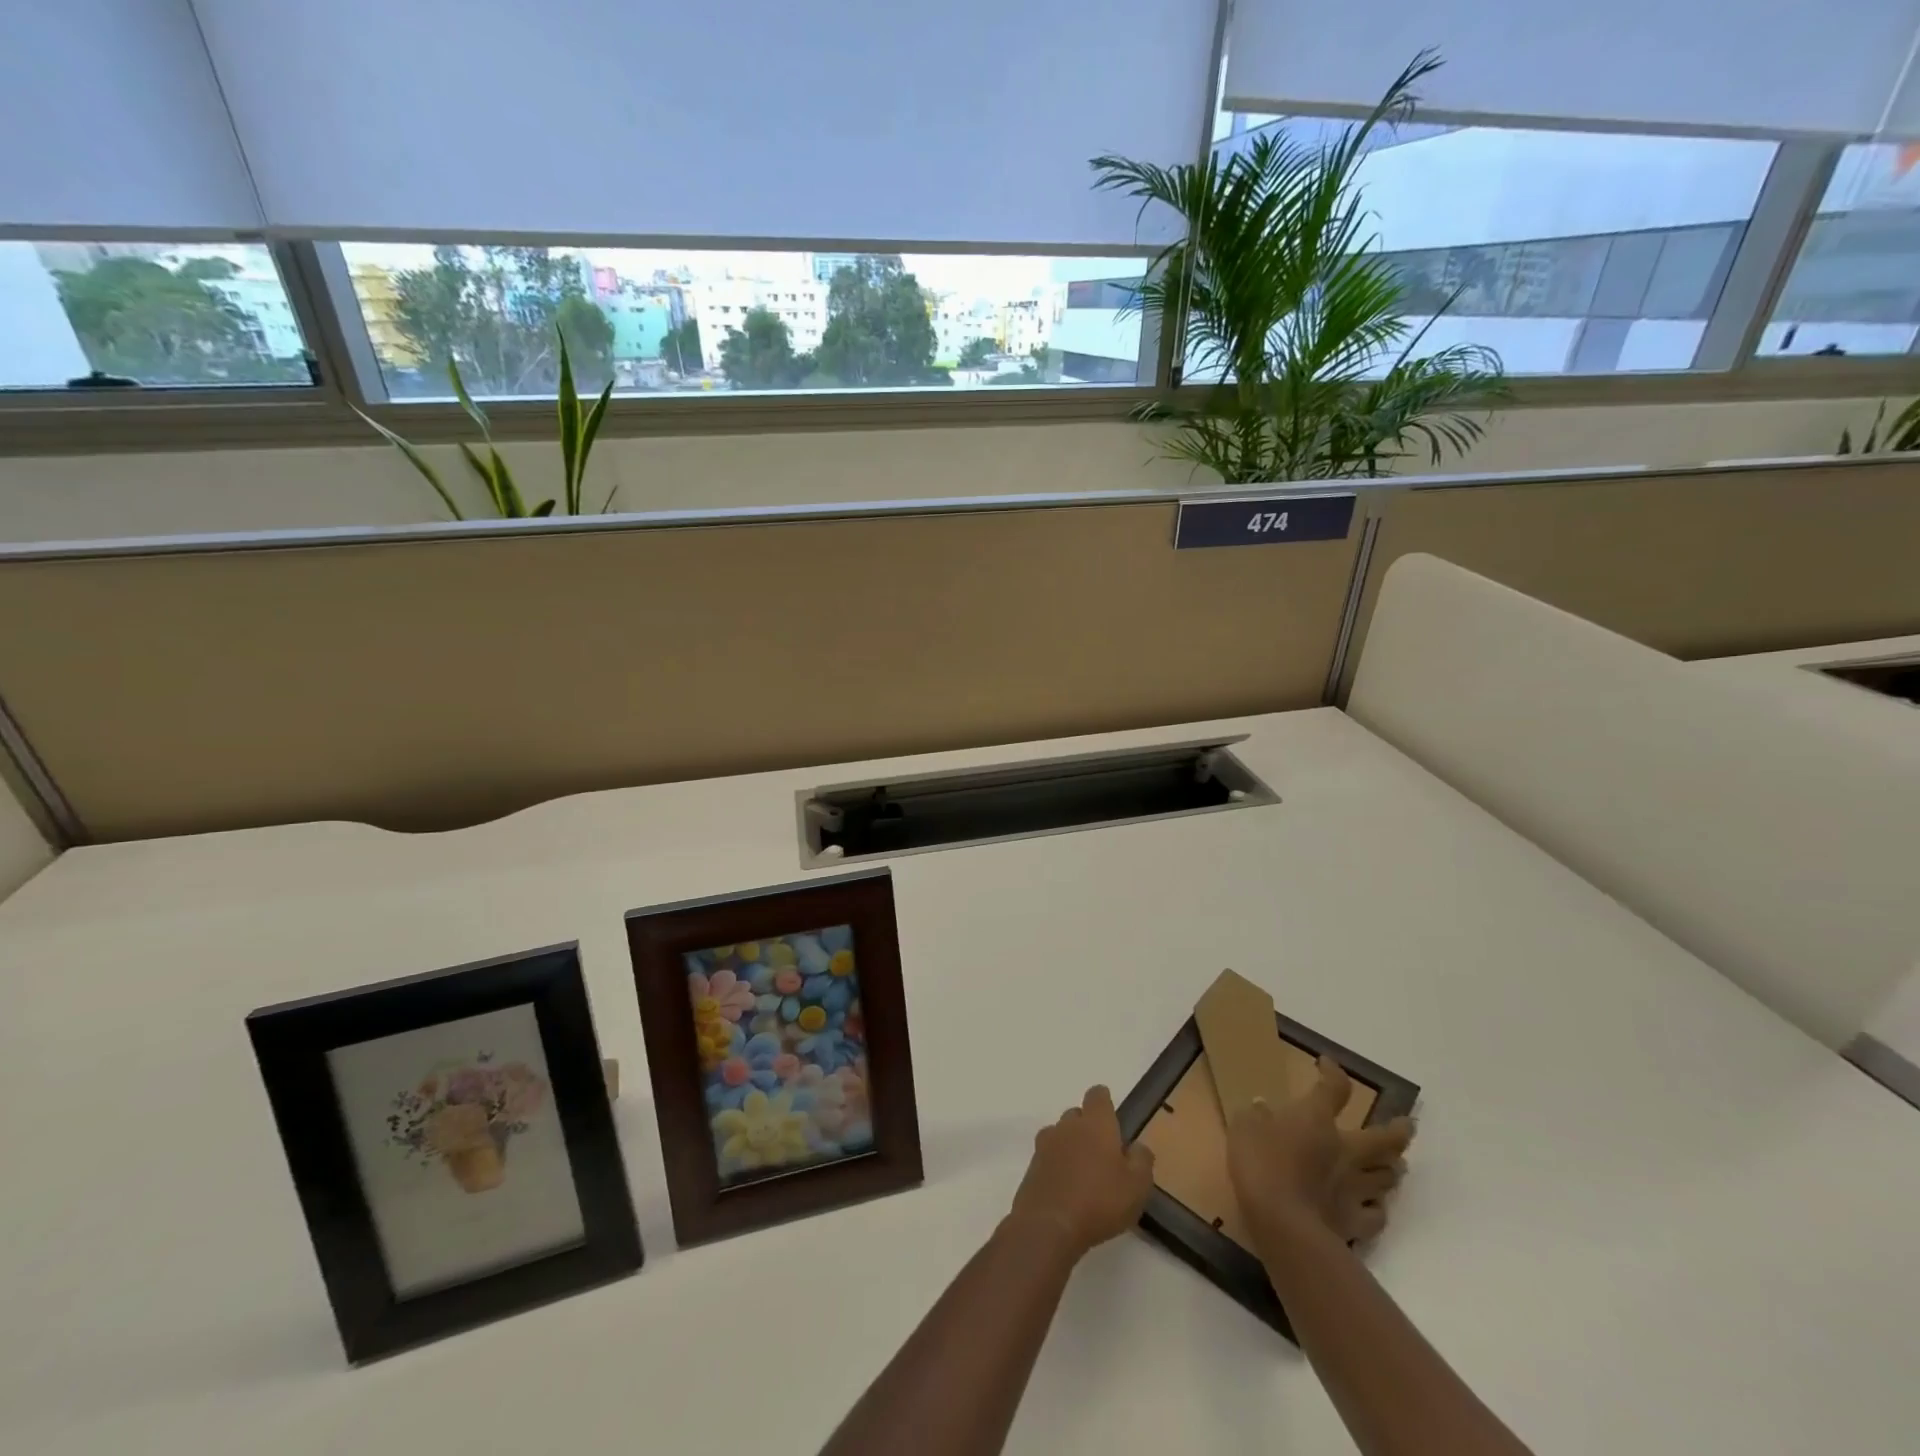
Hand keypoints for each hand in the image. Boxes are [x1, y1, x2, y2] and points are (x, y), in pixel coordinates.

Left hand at [1008, 1085, 1155, 1258]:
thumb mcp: (1137, 1186)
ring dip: (1071, 1146)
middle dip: (1088, 1127)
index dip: (1104, 1102)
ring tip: (1084, 1172)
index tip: (1112, 1116)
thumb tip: (1137, 1147)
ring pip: (1060, 1134)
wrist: (1049, 1225)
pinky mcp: (1032, 1166)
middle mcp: (1068, 1126)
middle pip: (1077, 1115)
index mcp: (1095, 1123)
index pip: (1097, 1096)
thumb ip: (1142, 1161)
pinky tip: (1066, 1188)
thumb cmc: (1100, 1201)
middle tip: (1103, 1154)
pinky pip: (1048, 1157)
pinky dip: (1057, 1165)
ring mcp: (1046, 1144)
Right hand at [1228, 1056, 1413, 1245]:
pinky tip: (1375, 1207)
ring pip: (1387, 1176)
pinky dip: (1378, 1208)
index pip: (1334, 1088)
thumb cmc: (1261, 1164)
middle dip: (1399, 1131)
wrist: (1282, 1223)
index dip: (1333, 1072)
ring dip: (1392, 1168)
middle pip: (1383, 1138)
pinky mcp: (1355, 1222)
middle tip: (1408, 1126)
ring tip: (1394, 1166)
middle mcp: (1345, 1149)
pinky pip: (1377, 1215)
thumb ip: (1255, 1115)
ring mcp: (1354, 1187)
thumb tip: (1262, 1107)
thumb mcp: (1244, 1128)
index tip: (1326, 1064)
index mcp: (1316, 1119)